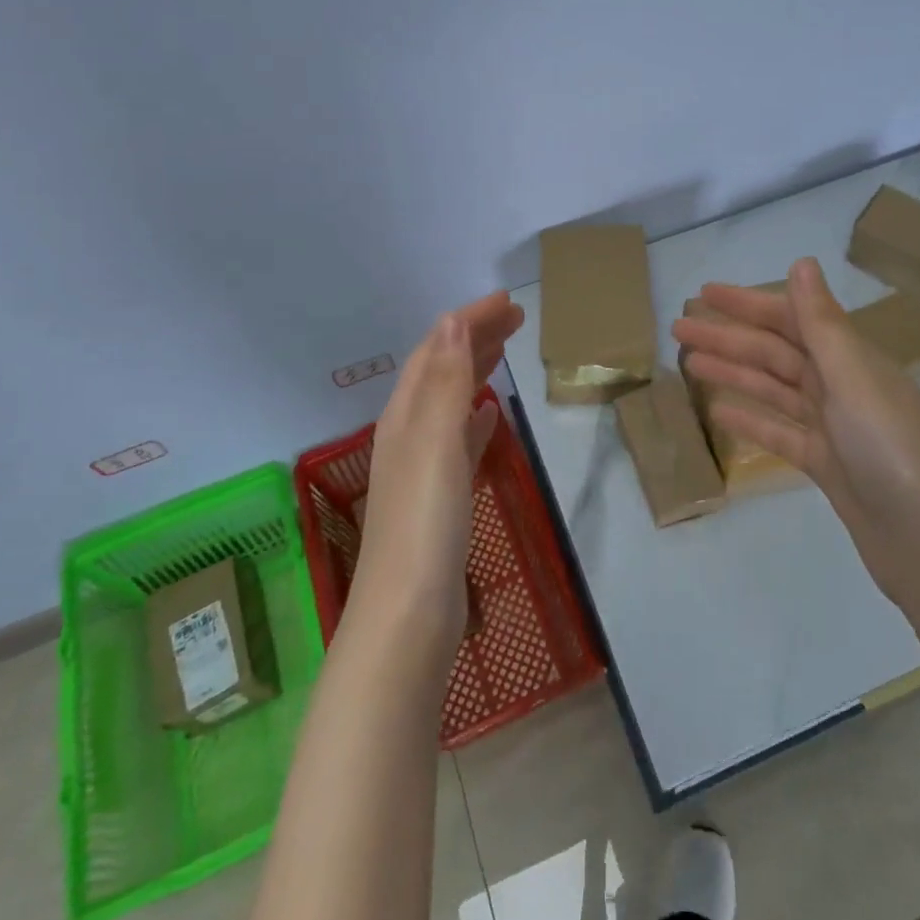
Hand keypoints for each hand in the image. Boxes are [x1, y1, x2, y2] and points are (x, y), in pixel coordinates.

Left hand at [349, 291, 524, 647]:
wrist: (408, 619)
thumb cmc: (424, 524)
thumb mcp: (434, 443)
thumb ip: (443, 382)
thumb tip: (451, 320)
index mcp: (405, 417)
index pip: (435, 350)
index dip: (467, 321)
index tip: (506, 301)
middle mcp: (408, 435)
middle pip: (440, 371)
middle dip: (473, 338)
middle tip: (514, 317)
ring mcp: (423, 469)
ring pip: (449, 402)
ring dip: (474, 371)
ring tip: (503, 352)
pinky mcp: (440, 500)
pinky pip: (459, 440)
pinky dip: (474, 417)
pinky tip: (489, 415)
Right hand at [671, 257, 919, 605]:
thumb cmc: (891, 450)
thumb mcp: (853, 379)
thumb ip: (822, 323)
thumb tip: (803, 262)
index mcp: (853, 359)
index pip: (791, 319)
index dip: (747, 304)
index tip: (704, 295)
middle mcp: (843, 386)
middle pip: (775, 353)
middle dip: (728, 338)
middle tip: (678, 330)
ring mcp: (834, 428)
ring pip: (773, 389)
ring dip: (733, 373)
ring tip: (688, 364)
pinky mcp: (827, 465)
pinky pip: (781, 432)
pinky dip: (751, 419)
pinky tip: (719, 412)